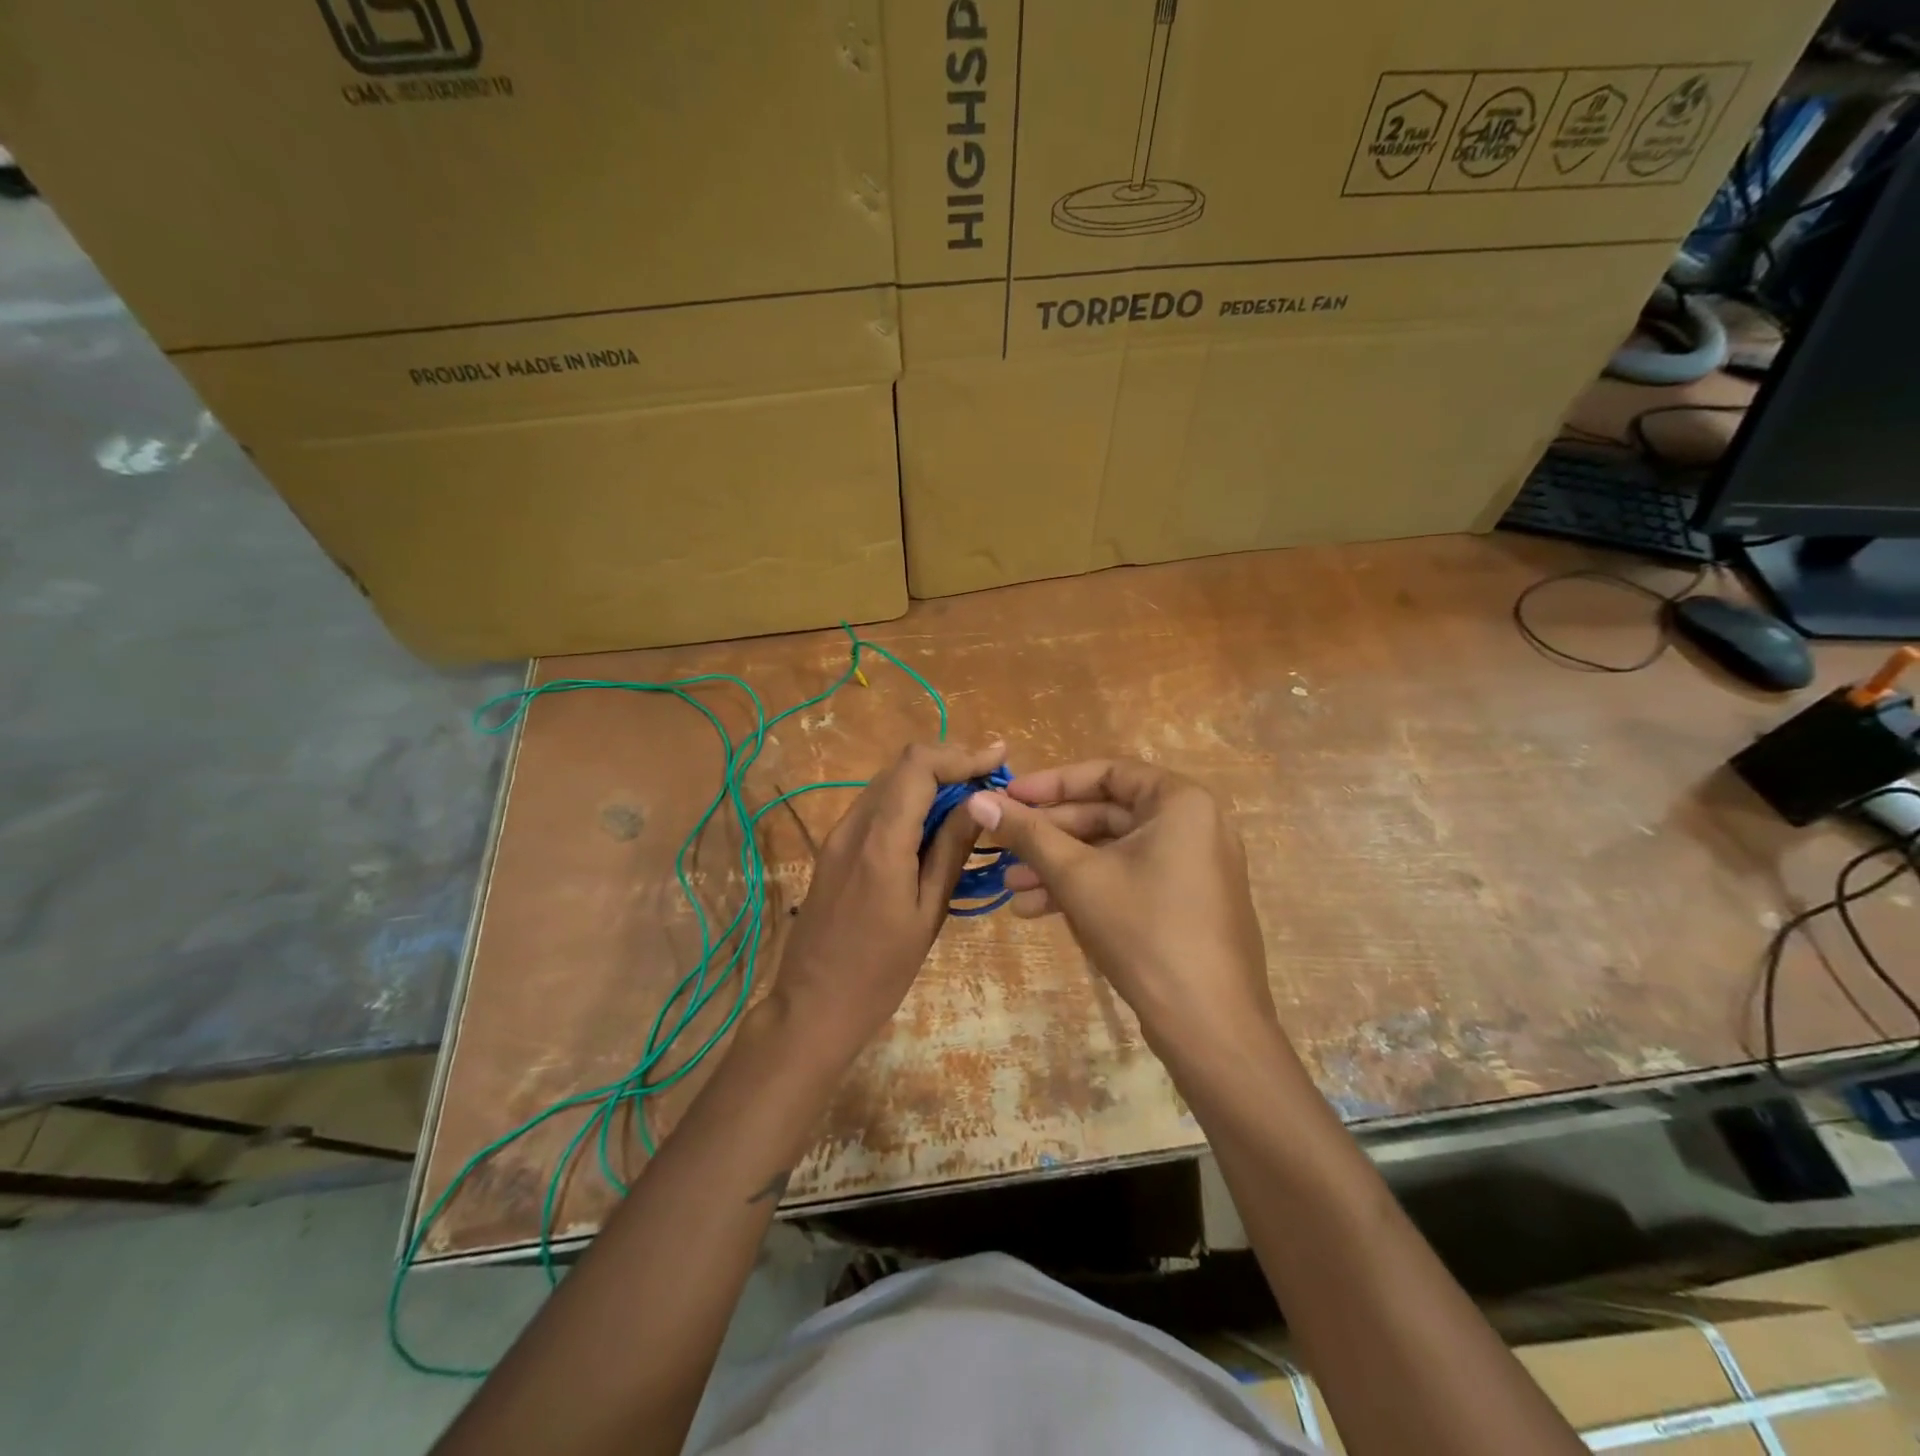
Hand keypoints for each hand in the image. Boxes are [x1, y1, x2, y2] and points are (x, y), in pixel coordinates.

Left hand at [772, 741, 1005, 1063]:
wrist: (812, 1007)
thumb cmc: (880, 972)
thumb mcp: (928, 912)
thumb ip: (951, 850)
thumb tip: (981, 802)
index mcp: (880, 841)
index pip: (918, 766)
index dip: (961, 754)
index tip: (998, 759)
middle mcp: (853, 826)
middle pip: (901, 766)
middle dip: (949, 763)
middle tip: (991, 779)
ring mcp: (837, 835)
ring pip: (887, 783)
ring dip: (929, 780)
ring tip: (971, 799)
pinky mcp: (832, 849)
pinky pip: (875, 807)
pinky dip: (908, 801)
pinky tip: (933, 823)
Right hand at [964, 759, 1277, 1062]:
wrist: (1210, 1025)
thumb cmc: (1144, 930)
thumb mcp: (1077, 876)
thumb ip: (1027, 833)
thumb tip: (976, 800)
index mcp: (1180, 802)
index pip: (1106, 772)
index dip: (1051, 783)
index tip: (1007, 798)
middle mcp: (1193, 824)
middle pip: (1106, 813)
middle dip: (1049, 835)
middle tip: (1002, 846)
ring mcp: (1192, 866)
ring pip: (1112, 851)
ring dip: (1059, 866)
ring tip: (1010, 888)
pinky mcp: (1185, 903)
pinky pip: (1128, 879)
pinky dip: (1086, 889)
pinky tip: (1036, 910)